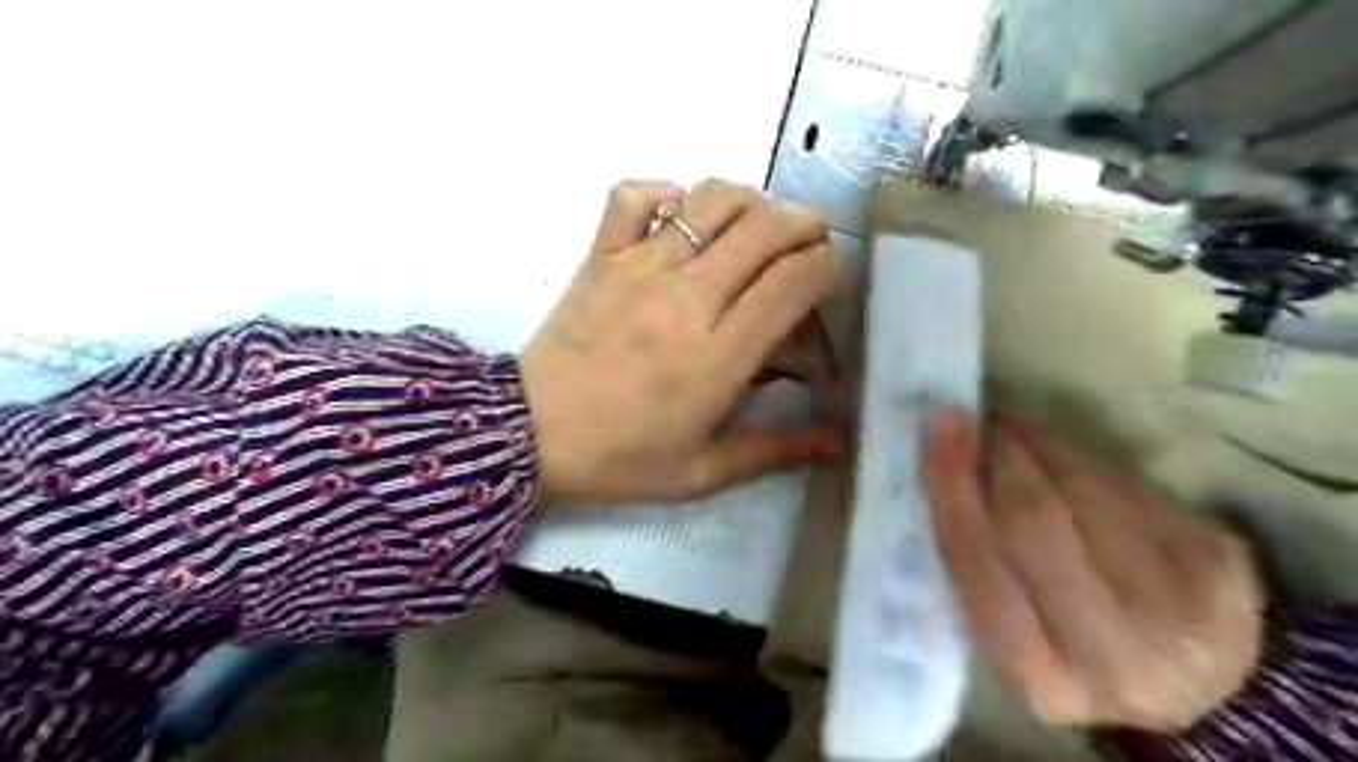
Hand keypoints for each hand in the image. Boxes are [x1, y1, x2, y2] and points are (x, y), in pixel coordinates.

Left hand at [518, 177, 840, 506]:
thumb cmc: (620, 458)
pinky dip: (664, 192)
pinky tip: (679, 216)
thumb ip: (775, 451)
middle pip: (763, 227)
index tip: (827, 276)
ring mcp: (638, 268)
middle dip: (803, 223)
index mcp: (717, 356)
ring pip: (710, 200)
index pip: (792, 281)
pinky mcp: (600, 255)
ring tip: (757, 223)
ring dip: (748, 200)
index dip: (825, 266)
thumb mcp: (703, 471)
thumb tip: (837, 439)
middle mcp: (685, 299)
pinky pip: (633, 196)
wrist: (529, 434)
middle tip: (810, 240)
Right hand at [917, 412, 1269, 730]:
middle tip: (968, 420)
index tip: (937, 433)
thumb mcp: (1013, 634)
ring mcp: (1176, 605)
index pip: (978, 568)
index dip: (954, 491)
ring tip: (1005, 427)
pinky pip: (1123, 484)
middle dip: (993, 458)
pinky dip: (1076, 455)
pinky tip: (1052, 447)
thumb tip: (941, 471)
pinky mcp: (1215, 559)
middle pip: (1032, 524)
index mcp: (1041, 676)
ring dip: (1032, 446)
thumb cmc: (1072, 650)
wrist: (1200, 679)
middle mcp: (1111, 651)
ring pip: (1081, 492)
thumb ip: (976, 565)